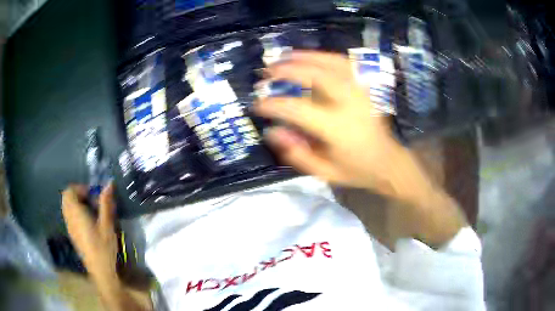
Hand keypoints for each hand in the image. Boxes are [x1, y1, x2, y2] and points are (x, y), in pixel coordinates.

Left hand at [62, 183, 117, 280]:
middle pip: (66, 198)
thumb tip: (109, 184)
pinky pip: (69, 216)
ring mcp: (70, 227)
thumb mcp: (107, 225)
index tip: (93, 195)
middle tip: (92, 201)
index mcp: (76, 213)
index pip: (69, 191)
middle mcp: (69, 218)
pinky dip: (76, 213)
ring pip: (67, 207)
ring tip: (91, 211)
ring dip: (77, 203)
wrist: (100, 270)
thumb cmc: (103, 247)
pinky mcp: (72, 234)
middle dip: (78, 194)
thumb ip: (105, 204)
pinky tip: (89, 222)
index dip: (80, 188)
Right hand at [255, 51, 406, 193]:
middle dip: (287, 70)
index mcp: (337, 128)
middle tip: (267, 71)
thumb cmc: (355, 169)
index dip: (273, 105)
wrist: (387, 161)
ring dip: (303, 57)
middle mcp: (348, 103)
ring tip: (283, 57)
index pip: (297, 109)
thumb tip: (271, 131)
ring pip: (330, 63)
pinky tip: (310, 57)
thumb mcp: (324, 173)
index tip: (256, 104)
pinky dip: (323, 56)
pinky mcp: (363, 86)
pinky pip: (343, 63)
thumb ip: (296, 153)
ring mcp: (358, 91)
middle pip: (315, 76)